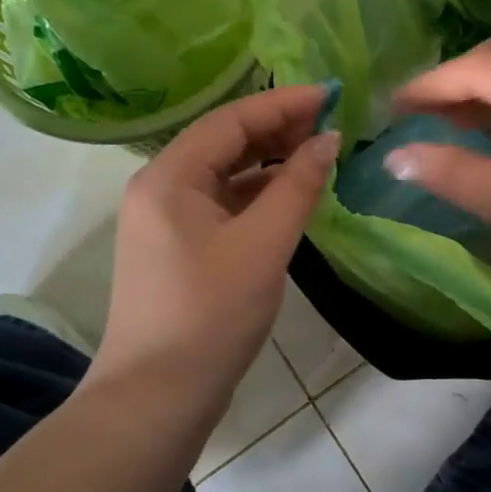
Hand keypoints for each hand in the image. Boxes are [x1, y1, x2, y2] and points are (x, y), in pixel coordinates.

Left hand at [94, 85, 338, 403]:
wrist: (157, 396)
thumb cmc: (211, 314)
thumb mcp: (263, 245)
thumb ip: (298, 186)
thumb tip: (328, 140)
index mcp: (169, 177)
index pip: (231, 120)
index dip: (284, 103)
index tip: (333, 95)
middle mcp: (160, 188)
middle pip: (224, 141)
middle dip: (277, 129)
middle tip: (330, 126)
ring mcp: (165, 220)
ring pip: (224, 174)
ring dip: (269, 162)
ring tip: (317, 155)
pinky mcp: (178, 248)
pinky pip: (222, 204)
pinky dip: (257, 195)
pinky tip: (290, 197)